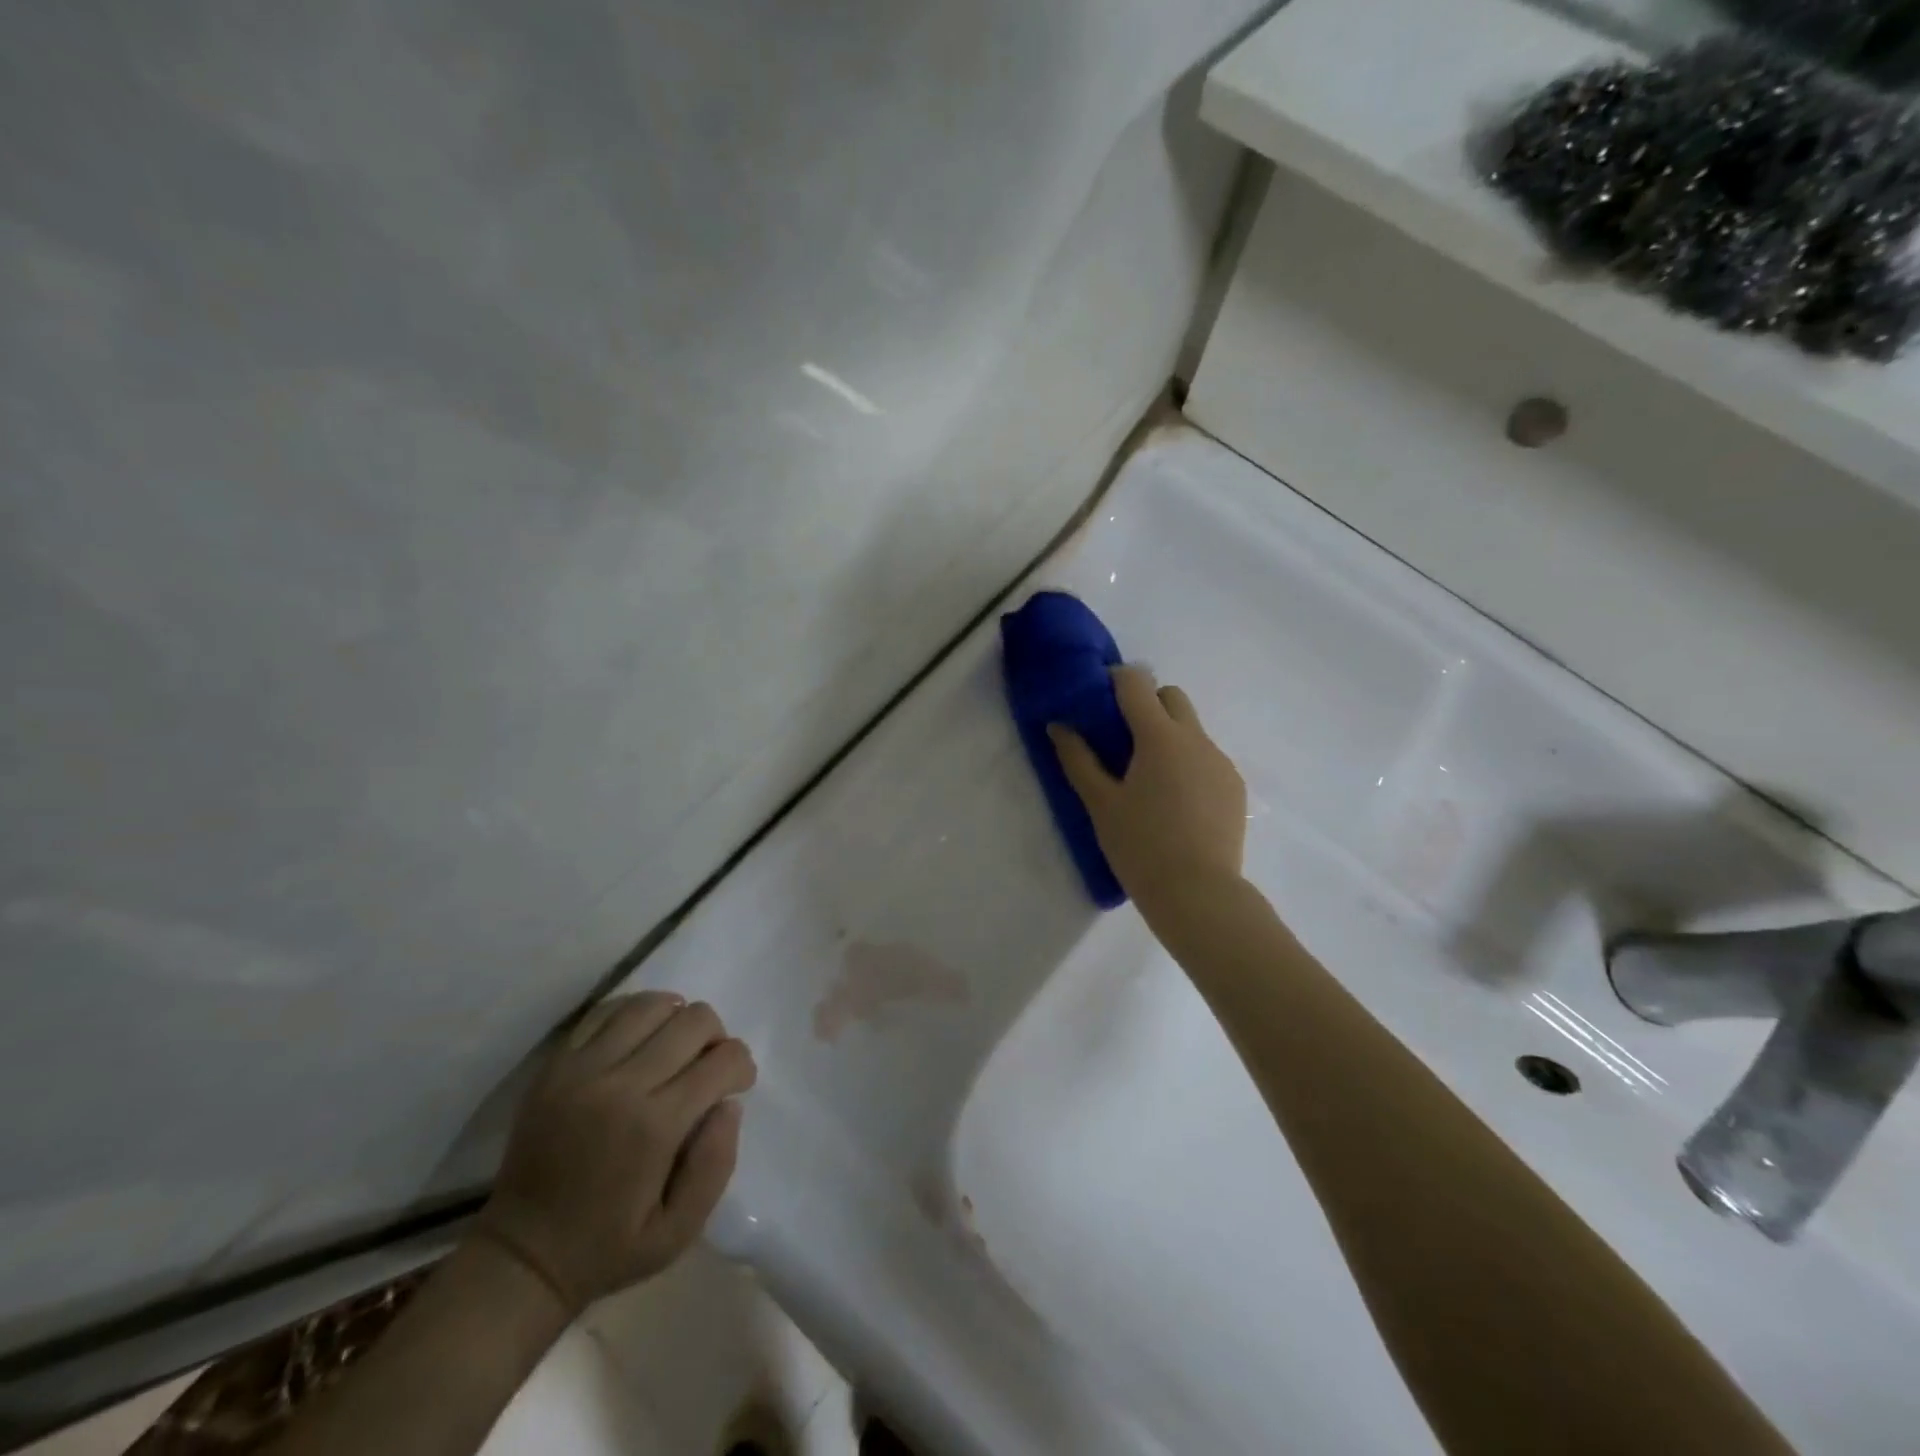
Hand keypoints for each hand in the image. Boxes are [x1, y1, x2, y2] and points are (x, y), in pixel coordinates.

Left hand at [474, 992, 756, 1315]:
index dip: (741, 1066)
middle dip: (716, 1038)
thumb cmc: (608, 1248)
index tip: (737, 1085)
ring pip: (652, 1005)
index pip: (722, 1060)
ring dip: (678, 1019)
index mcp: (654, 1126)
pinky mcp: (556, 1065)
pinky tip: (641, 1039)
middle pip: (693, 1021)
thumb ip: (716, 1164)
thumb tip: (728, 1104)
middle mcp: (621, 1084)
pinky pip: (607, 1012)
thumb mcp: (679, 1232)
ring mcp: (582, 1069)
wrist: (519, 1258)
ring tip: (675, 1048)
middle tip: (708, 1068)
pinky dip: (636, 1015)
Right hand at [1050, 665, 1247, 912]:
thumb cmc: (1141, 846)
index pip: (1137, 683)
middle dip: (1146, 703)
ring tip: (1149, 778)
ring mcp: (1220, 762)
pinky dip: (1187, 763)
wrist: (1199, 894)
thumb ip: (1078, 759)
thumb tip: (1059, 726)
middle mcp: (1196, 738)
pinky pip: (1207, 758)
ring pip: (1192, 729)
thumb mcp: (1100, 804)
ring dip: (1168, 735)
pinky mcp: (1234, 786)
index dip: (1115, 680)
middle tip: (1122, 738)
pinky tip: (1176, 802)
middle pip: (1171, 697)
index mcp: (1160, 737)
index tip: (1098, 697)